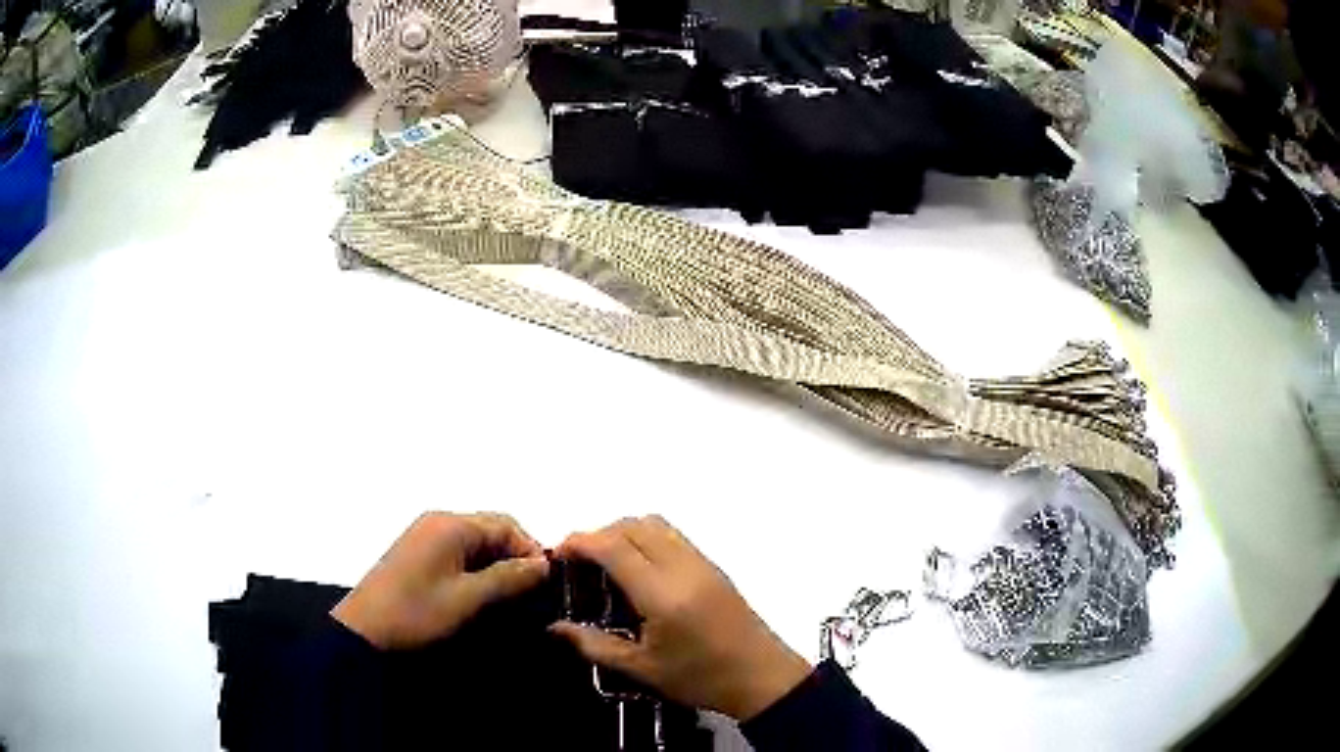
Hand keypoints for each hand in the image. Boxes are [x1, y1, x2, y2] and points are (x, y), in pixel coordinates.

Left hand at [332, 512, 548, 649]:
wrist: (364, 631)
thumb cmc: (417, 613)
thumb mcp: (468, 599)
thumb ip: (508, 578)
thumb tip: (544, 564)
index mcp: (451, 525)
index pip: (506, 525)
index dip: (531, 550)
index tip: (548, 583)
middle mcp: (439, 522)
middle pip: (491, 530)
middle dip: (515, 557)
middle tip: (532, 592)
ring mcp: (426, 536)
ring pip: (476, 543)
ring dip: (497, 565)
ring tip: (511, 598)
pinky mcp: (418, 554)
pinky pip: (459, 552)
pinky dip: (477, 569)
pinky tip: (483, 594)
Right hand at [550, 516, 810, 720]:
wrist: (762, 677)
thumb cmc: (701, 678)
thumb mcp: (642, 669)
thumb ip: (595, 645)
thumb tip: (555, 628)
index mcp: (662, 593)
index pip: (614, 546)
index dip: (581, 542)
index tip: (558, 554)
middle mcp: (683, 567)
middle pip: (634, 525)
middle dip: (600, 534)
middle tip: (580, 564)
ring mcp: (702, 563)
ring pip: (656, 525)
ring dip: (625, 533)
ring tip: (606, 567)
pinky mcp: (714, 567)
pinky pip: (673, 537)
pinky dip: (647, 540)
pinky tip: (638, 574)